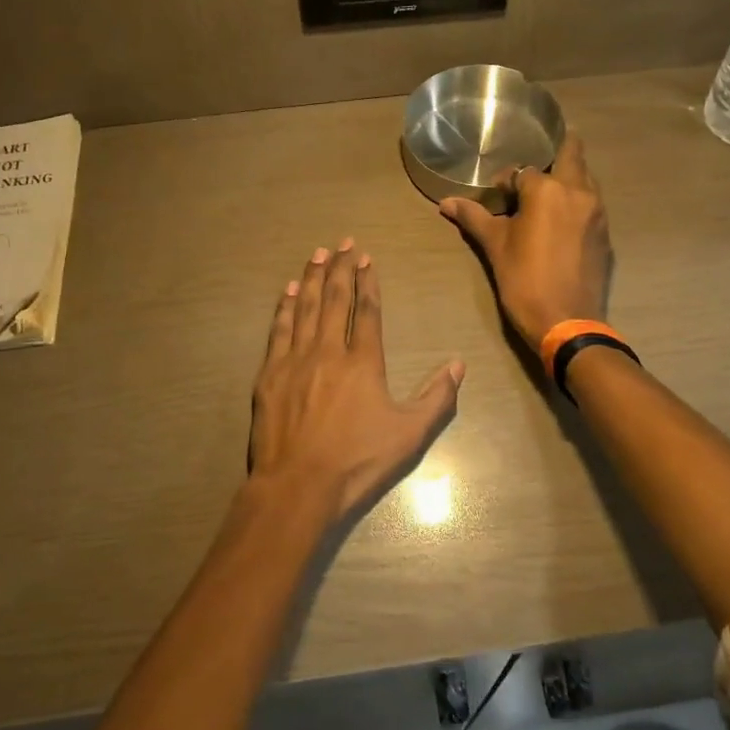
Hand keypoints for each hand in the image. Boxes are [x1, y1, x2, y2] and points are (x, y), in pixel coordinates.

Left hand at [249, 240, 464, 524]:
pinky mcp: (270, 375)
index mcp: (363, 362)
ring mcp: (295, 360)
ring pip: (304, 308)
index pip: (367, 311)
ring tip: (317, 253)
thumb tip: (459, 365)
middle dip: (340, 268)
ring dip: (311, 278)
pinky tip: (287, 291)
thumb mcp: (409, 435)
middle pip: (334, 299)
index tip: (366, 258)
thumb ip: (436, 398)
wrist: (298, 486)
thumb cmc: (357, 462)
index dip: (367, 282)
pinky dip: (283, 307)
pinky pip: (278, 330)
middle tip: (343, 242)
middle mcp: (328, 351)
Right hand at [439, 135, 611, 350]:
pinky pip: (592, 205)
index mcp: (547, 190)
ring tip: (548, 190)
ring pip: (586, 179)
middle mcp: (578, 192)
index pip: (523, 172)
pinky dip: (578, 202)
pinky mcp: (605, 234)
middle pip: (572, 155)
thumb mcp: (495, 247)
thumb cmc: (524, 280)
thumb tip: (446, 203)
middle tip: (540, 158)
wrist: (567, 322)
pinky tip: (562, 220)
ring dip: (569, 177)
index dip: (507, 182)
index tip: (496, 197)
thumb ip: (474, 218)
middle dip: (558, 151)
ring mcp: (597, 213)